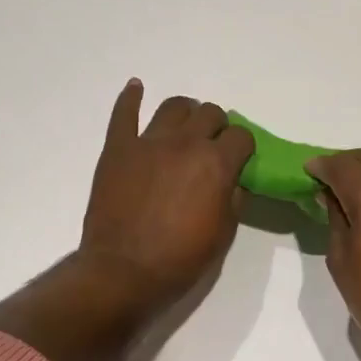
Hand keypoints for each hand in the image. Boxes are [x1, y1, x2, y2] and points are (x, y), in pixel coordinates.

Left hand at [79, 80, 254, 312]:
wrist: (124, 271)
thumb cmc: (180, 260)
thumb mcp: (223, 234)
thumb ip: (233, 199)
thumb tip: (234, 181)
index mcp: (216, 164)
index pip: (240, 136)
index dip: (242, 147)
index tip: (238, 160)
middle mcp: (185, 143)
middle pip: (209, 114)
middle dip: (217, 127)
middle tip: (211, 146)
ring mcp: (148, 142)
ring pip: (173, 107)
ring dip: (185, 112)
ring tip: (184, 126)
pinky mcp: (118, 149)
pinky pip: (124, 113)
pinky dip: (131, 98)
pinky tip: (136, 88)